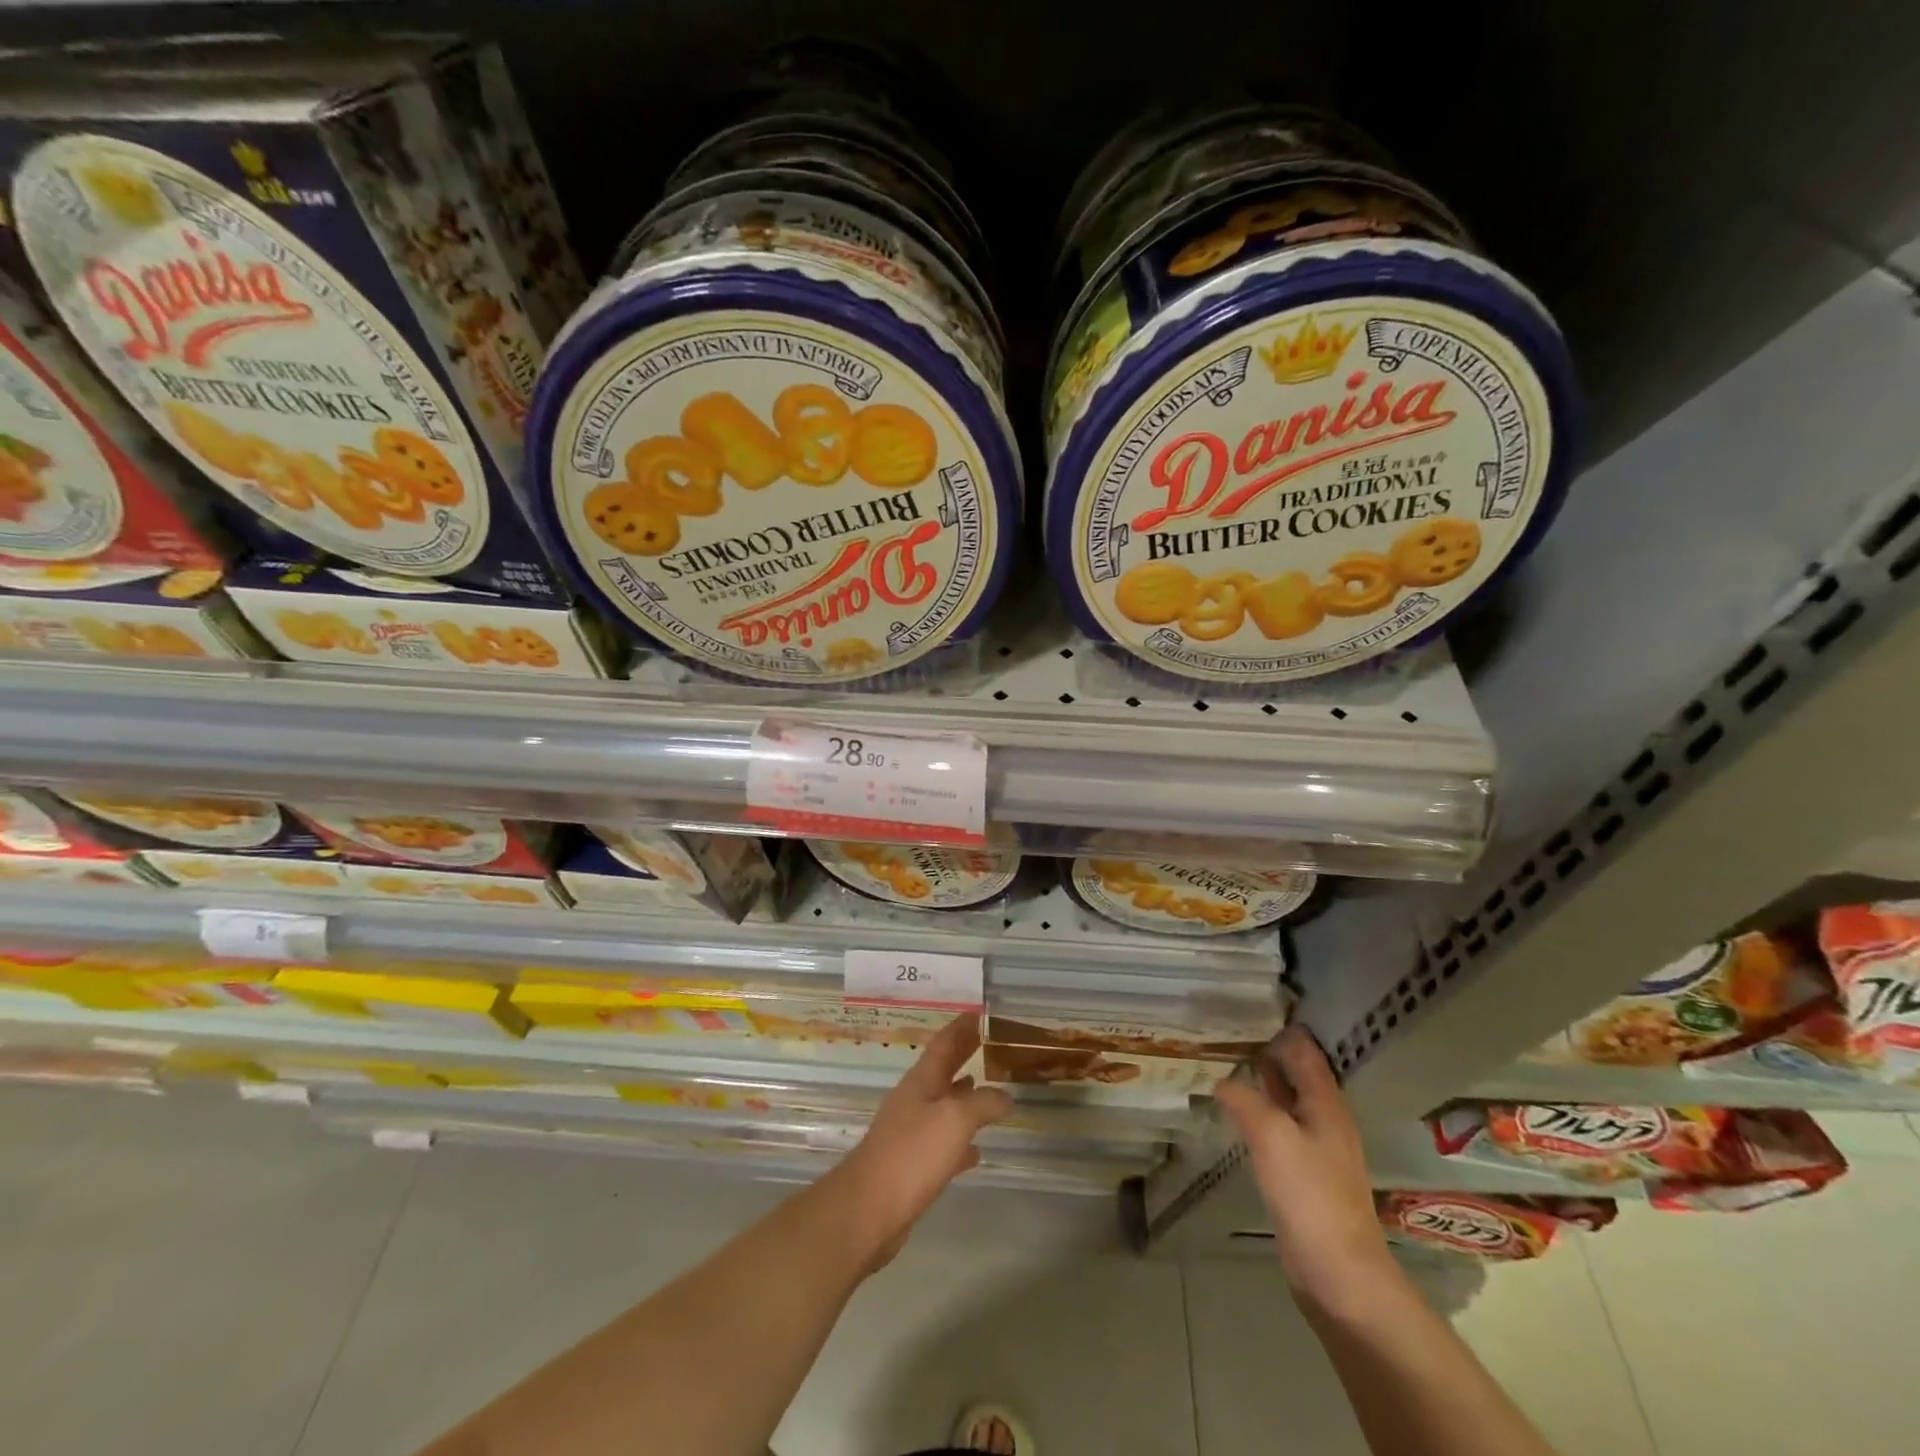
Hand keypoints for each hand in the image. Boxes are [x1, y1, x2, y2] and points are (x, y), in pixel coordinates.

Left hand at [831, 1014, 1011, 1267]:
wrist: (868, 1211)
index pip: (943, 1044)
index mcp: (921, 1082)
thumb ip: (982, 1103)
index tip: (979, 1013)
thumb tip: (1005, 1095)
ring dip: (962, 1096)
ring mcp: (909, 1134)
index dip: (961, 1028)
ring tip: (985, 1089)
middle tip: (986, 1042)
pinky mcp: (911, 1167)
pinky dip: (960, 1141)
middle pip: (942, 1071)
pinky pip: (942, 1145)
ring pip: (942, 1106)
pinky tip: (975, 1151)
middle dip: (962, 1055)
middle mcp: (914, 1102)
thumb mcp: (955, 1120)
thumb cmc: (912, 1154)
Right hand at [1214, 1025, 1396, 1310]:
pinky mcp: (1305, 1176)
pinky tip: (1237, 1114)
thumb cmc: (1310, 1195)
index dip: (1282, 1028)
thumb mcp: (1272, 1136)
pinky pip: (1280, 1129)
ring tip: (1226, 1063)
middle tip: (1228, 1030)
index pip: (1305, 1051)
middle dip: (1268, 1051)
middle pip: (1298, 1074)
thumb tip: (1222, 1080)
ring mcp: (1317, 1150)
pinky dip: (1260, 1112)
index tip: (1249, 1006)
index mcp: (1326, 1104)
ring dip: (1262, 1082)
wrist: (1339, 1273)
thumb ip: (1245, 1100)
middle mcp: (1325, 1120)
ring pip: (1287, 1102)